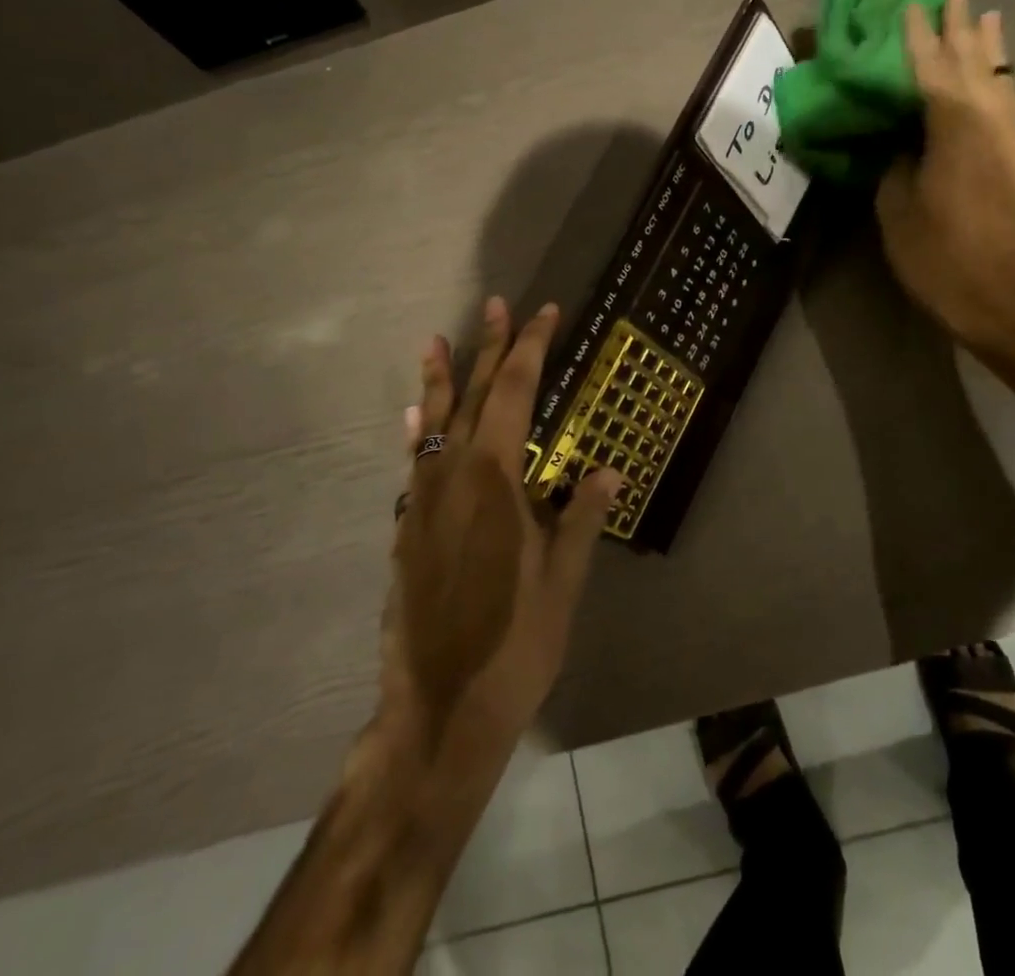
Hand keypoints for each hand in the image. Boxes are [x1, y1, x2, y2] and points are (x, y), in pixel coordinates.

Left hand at [381, 298, 617, 767]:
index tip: (544, 313)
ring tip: (437, 341)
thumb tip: (608, 468)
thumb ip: (581, 517)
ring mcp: (421, 500)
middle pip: (473, 395)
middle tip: (498, 305)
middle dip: (489, 347)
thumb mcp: (563, 581)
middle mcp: (451, 474)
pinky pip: (414, 462)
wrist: (439, 709)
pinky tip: (414, 419)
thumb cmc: (513, 643)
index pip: (516, 392)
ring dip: (440, 379)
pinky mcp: (405, 528)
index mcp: (493, 477)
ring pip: (433, 423)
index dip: (531, 348)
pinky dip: (419, 431)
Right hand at [875, 0, 1014, 352]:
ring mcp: (1010, 141)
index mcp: (953, 130)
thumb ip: (896, 164)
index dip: (918, 37)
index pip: (931, 69)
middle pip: (973, 64)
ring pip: (999, 79)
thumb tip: (900, 140)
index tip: (910, 4)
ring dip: (987, 47)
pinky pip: (1007, 103)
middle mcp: (989, 123)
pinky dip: (999, 78)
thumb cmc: (940, 257)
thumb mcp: (897, 210)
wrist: (1003, 299)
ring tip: (982, 15)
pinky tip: (996, 73)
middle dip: (959, 29)